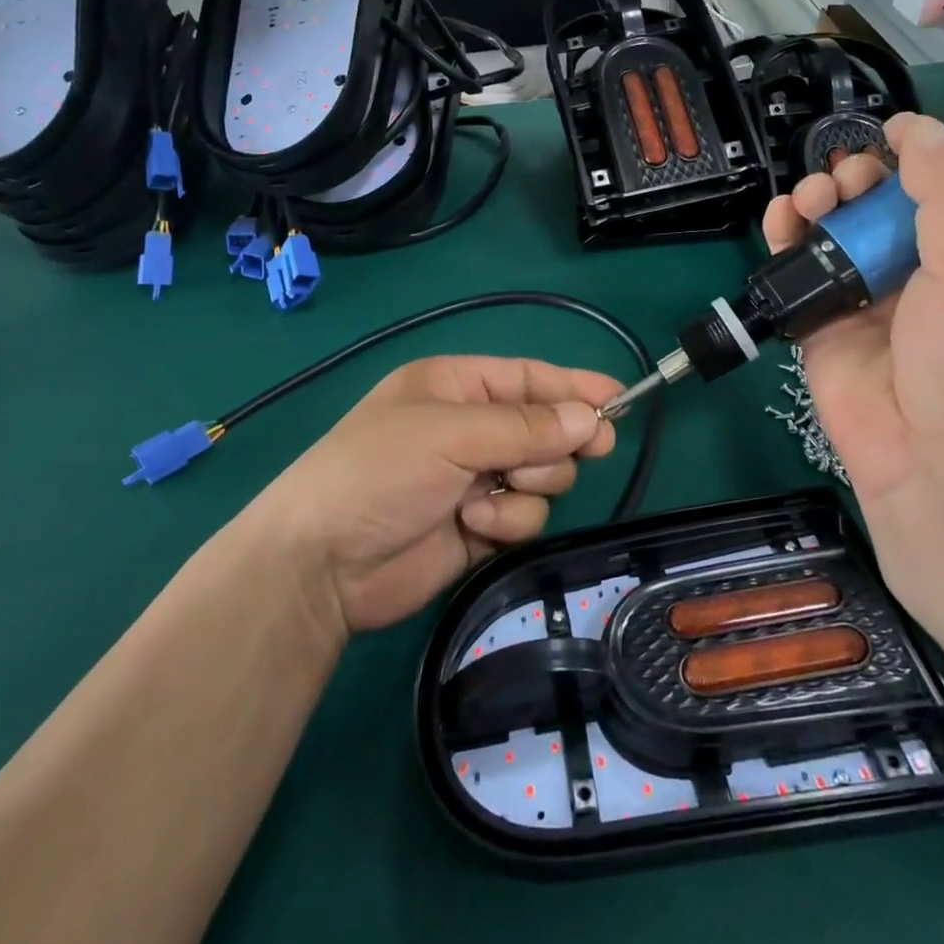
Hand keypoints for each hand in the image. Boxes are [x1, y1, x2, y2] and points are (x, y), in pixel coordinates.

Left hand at [253, 357, 618, 634]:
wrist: (323, 564)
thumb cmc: (380, 472)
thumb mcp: (450, 434)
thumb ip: (525, 427)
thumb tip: (590, 418)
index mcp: (455, 387)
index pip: (529, 378)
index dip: (574, 387)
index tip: (620, 399)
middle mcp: (469, 428)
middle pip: (545, 428)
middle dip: (557, 441)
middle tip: (591, 447)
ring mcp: (475, 479)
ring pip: (543, 475)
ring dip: (529, 485)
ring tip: (491, 494)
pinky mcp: (480, 526)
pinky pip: (525, 514)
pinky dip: (509, 519)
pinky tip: (476, 524)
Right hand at [761, 115, 943, 652]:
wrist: (929, 464)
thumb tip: (916, 126)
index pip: (938, 183)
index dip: (912, 154)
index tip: (883, 136)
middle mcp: (913, 267)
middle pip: (875, 201)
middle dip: (855, 176)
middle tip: (844, 181)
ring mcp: (862, 295)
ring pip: (830, 228)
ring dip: (816, 201)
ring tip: (810, 202)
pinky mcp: (818, 321)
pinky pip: (796, 268)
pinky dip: (783, 238)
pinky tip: (779, 224)